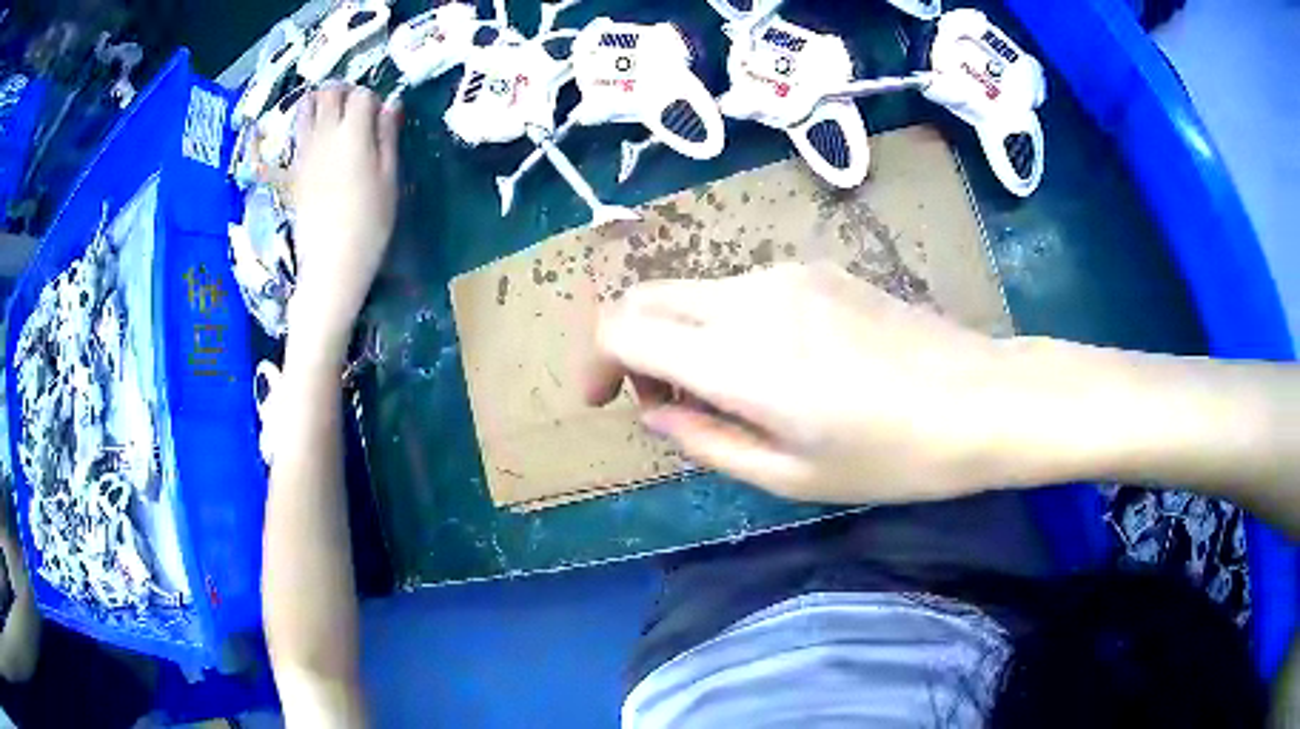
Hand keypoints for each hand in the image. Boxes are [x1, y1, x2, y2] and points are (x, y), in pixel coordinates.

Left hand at [288, 84, 401, 360]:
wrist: (330, 263)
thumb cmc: (370, 224)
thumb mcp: (390, 178)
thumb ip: (387, 137)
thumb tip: (391, 105)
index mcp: (353, 134)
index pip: (361, 95)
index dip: (373, 99)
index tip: (380, 114)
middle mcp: (324, 135)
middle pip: (330, 93)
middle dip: (344, 92)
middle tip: (356, 107)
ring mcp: (304, 151)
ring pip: (307, 107)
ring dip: (322, 102)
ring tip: (333, 115)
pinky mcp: (293, 169)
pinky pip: (297, 132)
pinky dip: (307, 123)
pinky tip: (319, 136)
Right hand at [585, 263, 1034, 504]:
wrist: (982, 399)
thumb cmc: (892, 457)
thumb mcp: (791, 476)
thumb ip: (706, 441)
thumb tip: (654, 414)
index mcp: (738, 357)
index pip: (621, 327)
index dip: (594, 362)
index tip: (605, 402)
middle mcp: (750, 297)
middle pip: (646, 297)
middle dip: (629, 347)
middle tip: (662, 402)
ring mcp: (787, 274)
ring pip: (692, 292)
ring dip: (678, 336)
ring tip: (723, 393)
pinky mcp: (817, 270)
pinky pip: (740, 290)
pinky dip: (721, 323)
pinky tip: (770, 366)